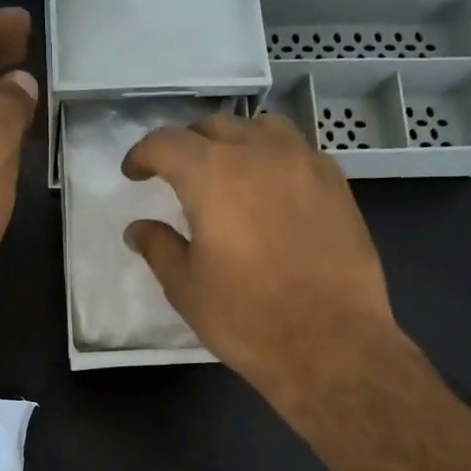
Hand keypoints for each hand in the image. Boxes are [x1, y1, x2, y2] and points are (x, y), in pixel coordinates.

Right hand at [122, 114, 412, 410]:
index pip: (167, 142)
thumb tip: (138, 229)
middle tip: (175, 174)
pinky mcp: (337, 185)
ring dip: (235, 143)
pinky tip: (271, 192)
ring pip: (262, 129)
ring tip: (227, 172)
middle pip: (214, 128)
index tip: (134, 173)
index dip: (143, 154)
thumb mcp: (186, 288)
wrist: (330, 342)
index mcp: (213, 175)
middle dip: (187, 145)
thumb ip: (159, 248)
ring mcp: (305, 164)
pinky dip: (273, 160)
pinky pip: (298, 153)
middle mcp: (260, 153)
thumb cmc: (246, 318)